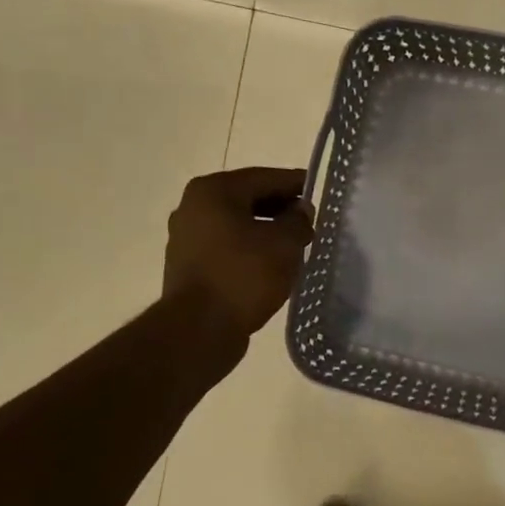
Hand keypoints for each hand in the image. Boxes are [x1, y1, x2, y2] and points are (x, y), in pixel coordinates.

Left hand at [163, 167, 314, 338]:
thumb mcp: (284, 244)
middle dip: (280, 208)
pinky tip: (271, 265)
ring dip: (265, 231)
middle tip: (310, 222)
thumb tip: (300, 211)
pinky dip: (249, 250)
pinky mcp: (188, 266)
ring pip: (236, 225)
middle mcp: (193, 206)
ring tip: (295, 246)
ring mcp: (186, 237)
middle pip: (247, 199)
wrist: (200, 328)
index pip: (264, 177)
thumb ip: (298, 220)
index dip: (295, 183)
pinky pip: (227, 247)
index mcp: (213, 190)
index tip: (318, 190)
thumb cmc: (244, 275)